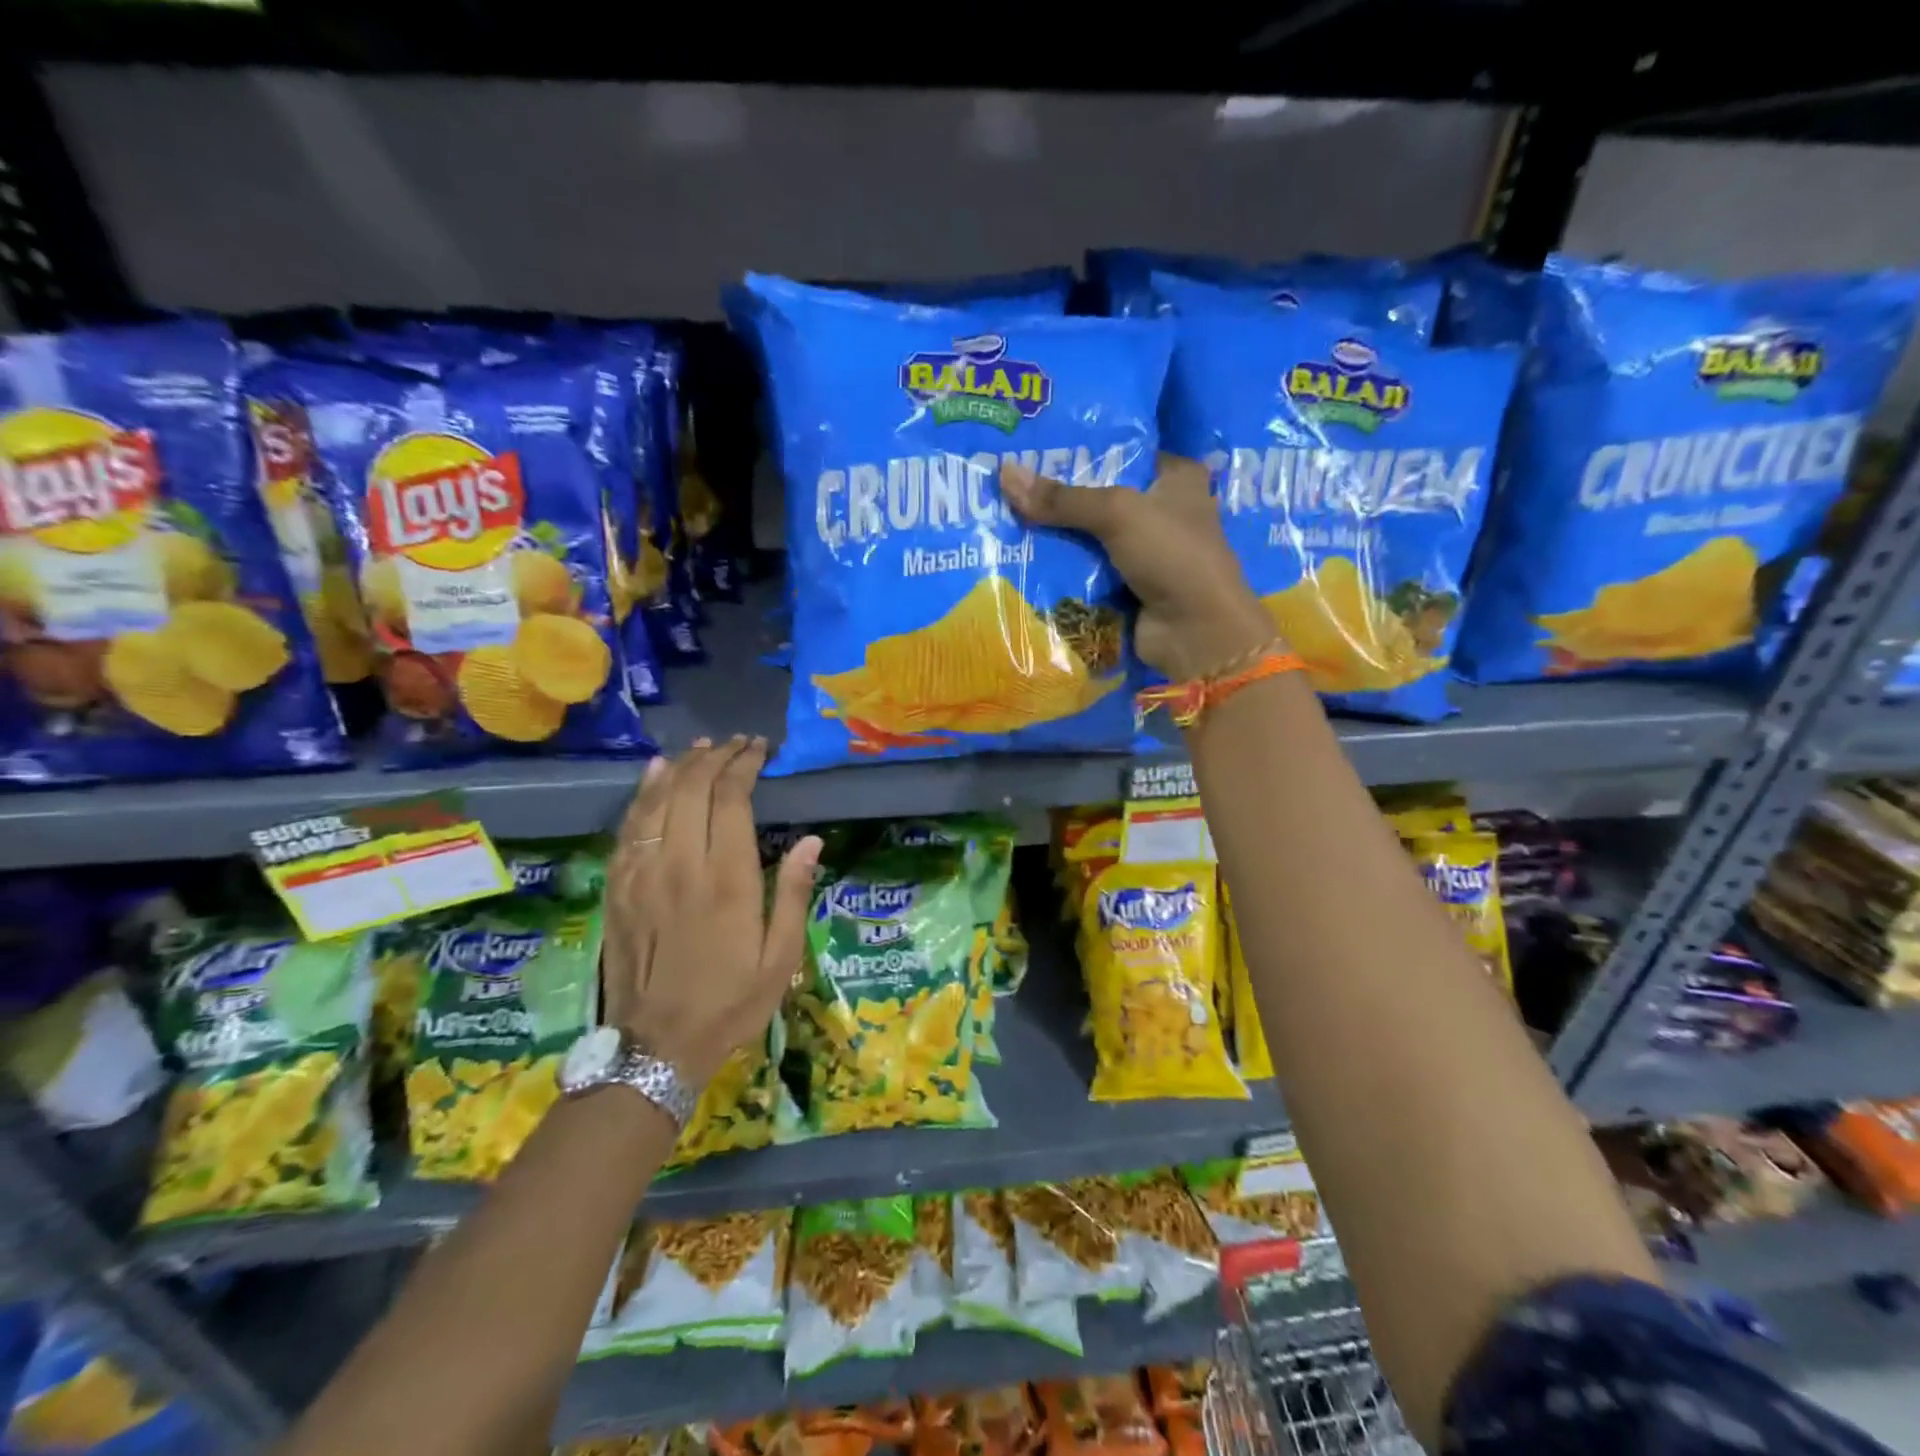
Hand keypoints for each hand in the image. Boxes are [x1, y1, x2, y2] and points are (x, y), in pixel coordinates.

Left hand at [602, 736, 820, 1088]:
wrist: (656, 1046)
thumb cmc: (731, 1002)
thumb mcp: (781, 957)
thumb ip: (793, 893)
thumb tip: (811, 839)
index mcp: (727, 878)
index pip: (731, 798)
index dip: (744, 765)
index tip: (758, 749)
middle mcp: (681, 864)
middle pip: (691, 788)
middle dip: (714, 757)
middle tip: (734, 744)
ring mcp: (642, 874)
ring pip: (656, 800)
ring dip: (679, 767)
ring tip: (699, 749)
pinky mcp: (617, 888)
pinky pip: (628, 827)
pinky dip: (641, 794)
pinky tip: (653, 776)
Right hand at [1001, 454, 1275, 680]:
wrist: (1195, 632)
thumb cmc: (1171, 555)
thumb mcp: (1117, 513)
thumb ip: (1062, 498)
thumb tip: (1004, 474)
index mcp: (1177, 478)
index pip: (1124, 452)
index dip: (1083, 449)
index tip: (1035, 448)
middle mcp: (1163, 511)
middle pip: (1100, 497)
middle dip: (1060, 496)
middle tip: (1009, 485)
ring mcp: (1145, 554)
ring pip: (1090, 537)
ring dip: (1056, 536)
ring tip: (1006, 519)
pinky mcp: (1128, 588)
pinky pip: (1087, 572)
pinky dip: (1063, 571)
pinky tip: (1023, 559)